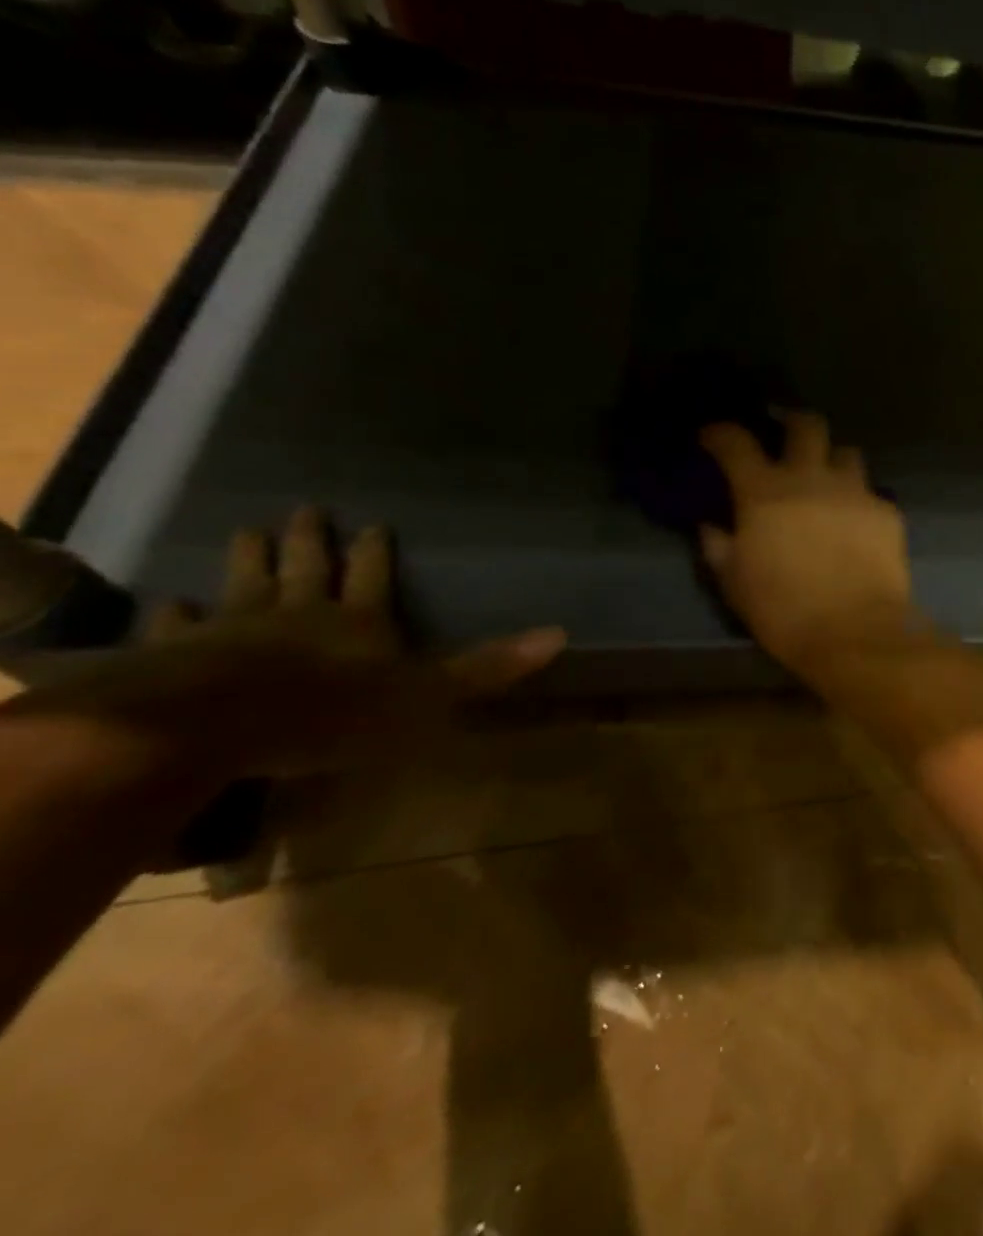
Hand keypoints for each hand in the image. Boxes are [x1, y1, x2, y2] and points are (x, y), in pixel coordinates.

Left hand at [8, 508, 563, 781]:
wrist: (212, 726)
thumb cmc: (332, 713)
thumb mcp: (428, 696)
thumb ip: (488, 668)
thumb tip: (560, 633)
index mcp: (359, 621)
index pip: (373, 576)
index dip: (375, 551)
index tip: (373, 524)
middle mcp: (300, 614)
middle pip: (307, 568)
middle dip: (310, 540)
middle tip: (306, 509)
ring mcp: (234, 629)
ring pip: (245, 583)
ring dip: (249, 558)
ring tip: (247, 531)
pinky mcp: (178, 654)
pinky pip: (178, 626)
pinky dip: (175, 613)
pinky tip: (169, 601)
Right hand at [699, 413, 917, 671]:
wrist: (855, 632)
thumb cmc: (784, 611)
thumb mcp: (735, 584)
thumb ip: (720, 547)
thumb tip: (712, 527)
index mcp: (765, 492)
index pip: (736, 442)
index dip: (720, 433)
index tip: (713, 438)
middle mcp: (812, 479)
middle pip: (807, 425)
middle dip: (793, 422)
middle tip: (786, 436)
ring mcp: (855, 492)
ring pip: (847, 453)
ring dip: (833, 462)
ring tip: (828, 482)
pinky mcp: (887, 512)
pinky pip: (872, 494)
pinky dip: (860, 502)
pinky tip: (858, 524)